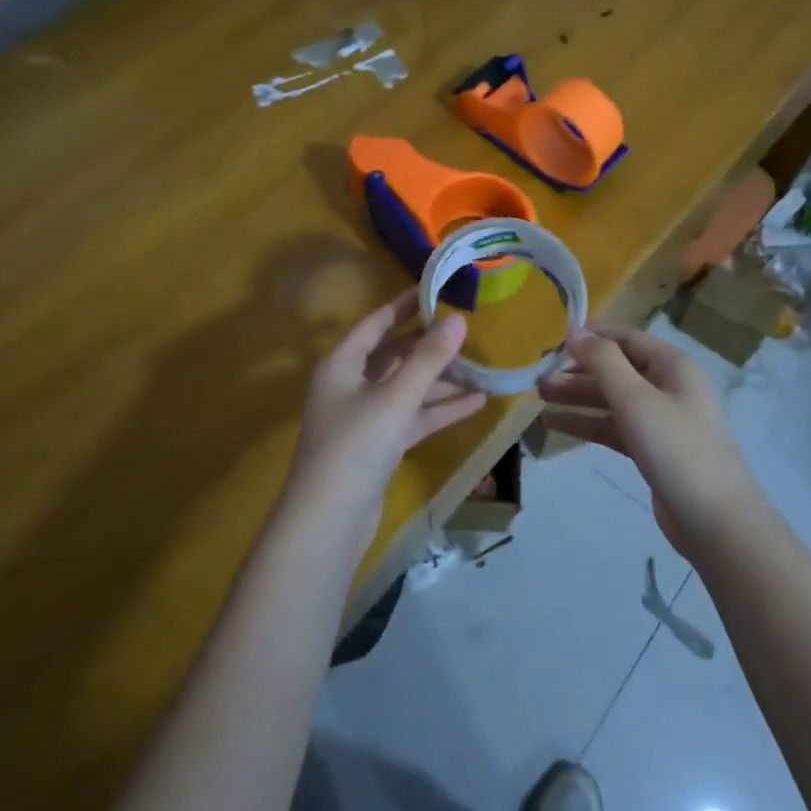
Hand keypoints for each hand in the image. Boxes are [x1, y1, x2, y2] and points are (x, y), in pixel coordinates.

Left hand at [285, 290, 486, 538]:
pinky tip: (476, 402)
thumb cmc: (354, 446)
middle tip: (469, 327)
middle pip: (394, 356)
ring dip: (441, 380)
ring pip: (407, 388)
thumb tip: (458, 319)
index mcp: (341, 364)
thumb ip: (428, 359)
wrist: (328, 522)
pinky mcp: (379, 446)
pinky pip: (413, 417)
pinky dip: (439, 410)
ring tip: (482, 364)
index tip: (437, 288)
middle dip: (430, 345)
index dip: (404, 305)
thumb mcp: (395, 398)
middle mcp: (349, 385)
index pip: (375, 323)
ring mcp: (364, 418)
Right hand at [539, 324, 762, 559]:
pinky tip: (557, 425)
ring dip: (578, 398)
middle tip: (539, 377)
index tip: (555, 339)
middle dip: (578, 372)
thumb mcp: (636, 398)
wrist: (714, 518)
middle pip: (617, 370)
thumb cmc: (676, 447)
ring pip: (613, 400)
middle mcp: (668, 387)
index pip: (627, 339)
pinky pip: (614, 427)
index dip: (593, 336)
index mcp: (673, 365)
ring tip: (540, 398)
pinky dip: (588, 424)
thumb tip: (575, 331)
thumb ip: (603, 361)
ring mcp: (661, 420)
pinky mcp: (652, 450)